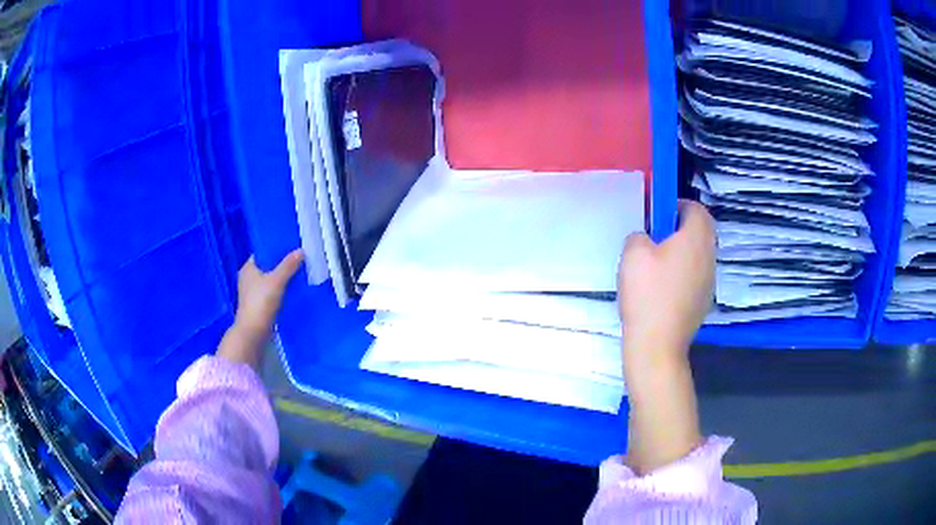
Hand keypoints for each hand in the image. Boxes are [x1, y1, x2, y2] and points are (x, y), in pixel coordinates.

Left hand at [219, 250, 303, 367]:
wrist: (253, 333)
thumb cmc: (260, 302)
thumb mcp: (276, 281)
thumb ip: (288, 265)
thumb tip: (301, 250)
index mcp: (248, 268)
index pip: (263, 252)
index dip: (276, 248)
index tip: (291, 246)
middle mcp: (248, 278)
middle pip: (268, 266)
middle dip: (282, 264)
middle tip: (299, 259)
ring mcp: (253, 293)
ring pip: (271, 280)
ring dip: (283, 278)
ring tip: (300, 272)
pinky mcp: (259, 305)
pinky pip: (273, 292)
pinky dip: (282, 290)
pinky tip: (294, 290)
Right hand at [617, 200, 713, 473]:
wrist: (658, 346)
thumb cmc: (647, 294)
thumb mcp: (633, 254)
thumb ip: (639, 235)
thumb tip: (646, 240)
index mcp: (696, 238)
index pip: (697, 208)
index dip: (677, 205)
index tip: (657, 216)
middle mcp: (709, 257)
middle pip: (701, 232)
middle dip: (679, 229)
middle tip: (654, 238)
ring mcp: (709, 282)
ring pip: (698, 254)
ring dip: (681, 252)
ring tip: (654, 265)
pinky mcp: (703, 301)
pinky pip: (695, 276)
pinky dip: (682, 273)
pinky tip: (660, 290)